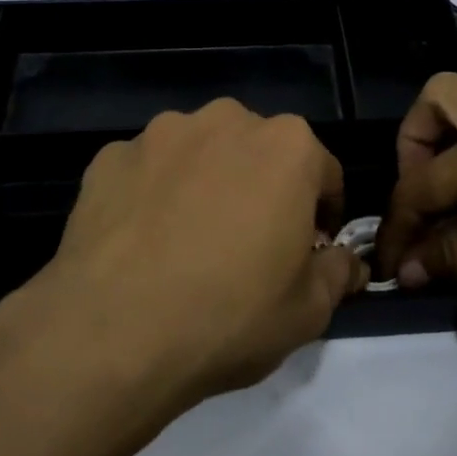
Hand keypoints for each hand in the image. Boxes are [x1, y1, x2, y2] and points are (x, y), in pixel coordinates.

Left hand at [0, 99, 365, 433]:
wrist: (111, 334)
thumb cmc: (230, 316)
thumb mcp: (309, 311)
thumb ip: (337, 274)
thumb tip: (346, 262)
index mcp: (287, 146)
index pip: (324, 173)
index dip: (323, 214)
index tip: (310, 250)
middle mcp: (226, 121)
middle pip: (260, 153)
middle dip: (263, 189)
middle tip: (249, 246)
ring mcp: (161, 134)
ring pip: (200, 154)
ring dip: (207, 183)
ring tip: (189, 241)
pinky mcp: (110, 156)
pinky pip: (148, 171)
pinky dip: (154, 194)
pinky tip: (144, 241)